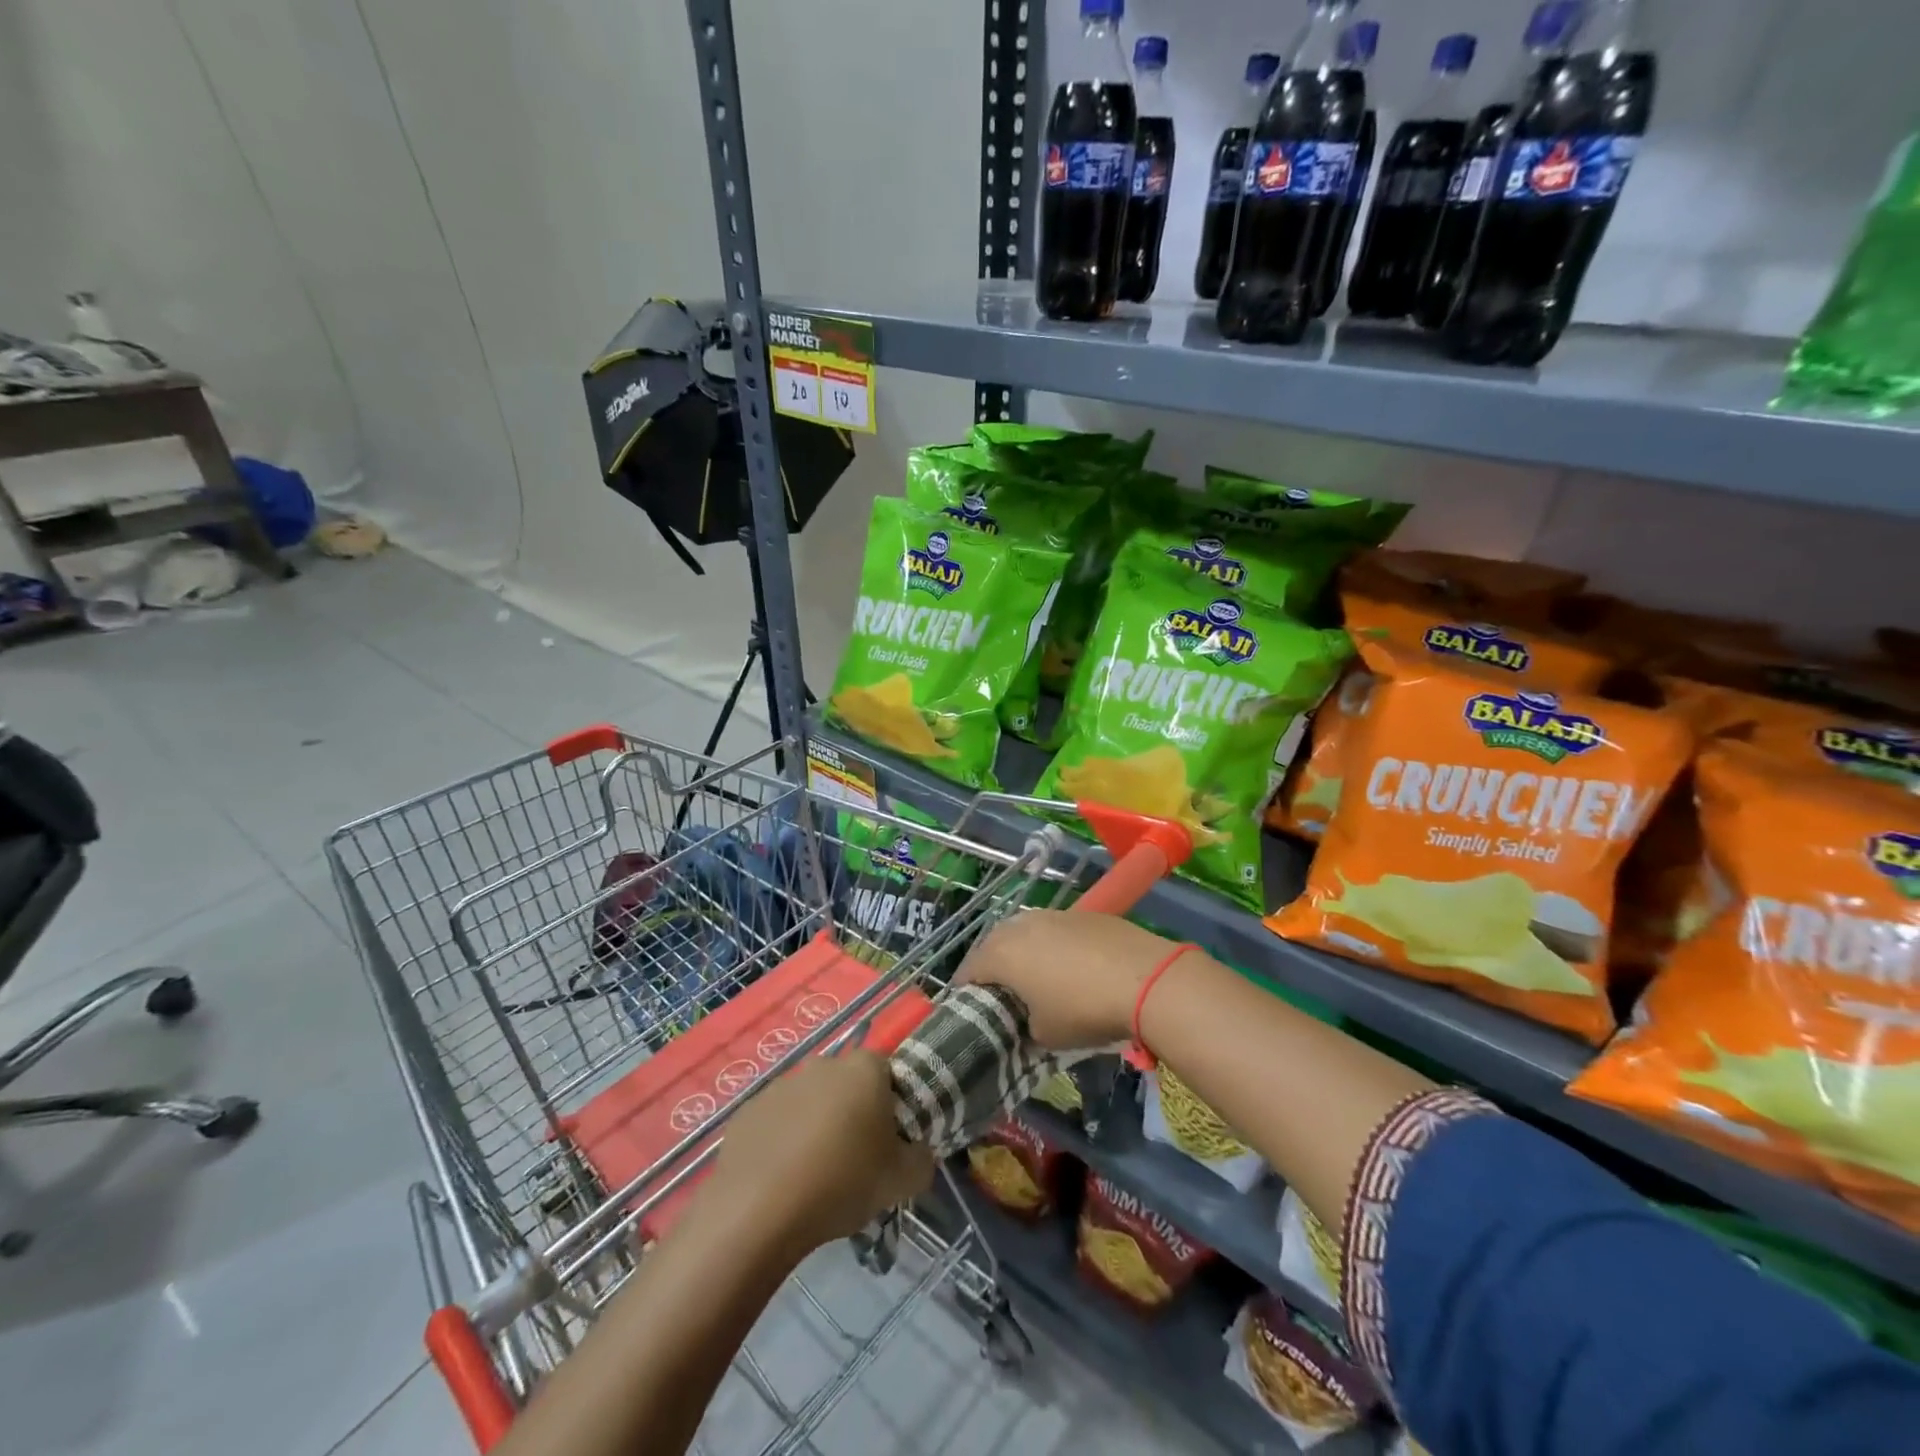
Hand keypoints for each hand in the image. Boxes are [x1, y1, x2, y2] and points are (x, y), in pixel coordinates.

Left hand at [708, 1051, 933, 1253]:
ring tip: (814, 1176)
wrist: (759, 1210)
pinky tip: (781, 1180)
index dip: (890, 1105)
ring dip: (814, 1127)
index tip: (888, 1142)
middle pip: (846, 1086)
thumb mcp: (903, 1181)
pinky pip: (775, 1123)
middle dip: (851, 1114)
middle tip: (854, 1160)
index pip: (887, 1073)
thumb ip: (922, 1160)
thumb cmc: (843, 1182)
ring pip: (809, 1103)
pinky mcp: (748, 1111)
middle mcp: (823, 1065)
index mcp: (864, 1069)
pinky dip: (781, 1143)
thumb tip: (919, 1153)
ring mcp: (781, 1085)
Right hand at [955, 909, 1194, 1050]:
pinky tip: (1073, 967)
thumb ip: (1024, 1025)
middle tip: (1004, 994)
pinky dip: (1055, 947)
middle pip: (995, 945)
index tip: (973, 1011)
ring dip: (1026, 952)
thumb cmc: (1083, 1009)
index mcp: (1001, 953)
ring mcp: (1054, 914)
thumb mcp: (1044, 1035)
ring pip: (1026, 932)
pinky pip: (1057, 930)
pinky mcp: (1084, 914)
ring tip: (1038, 978)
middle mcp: (1021, 925)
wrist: (1146, 979)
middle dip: (994, 967)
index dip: (967, 992)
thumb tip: (1029, 1018)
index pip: (968, 971)